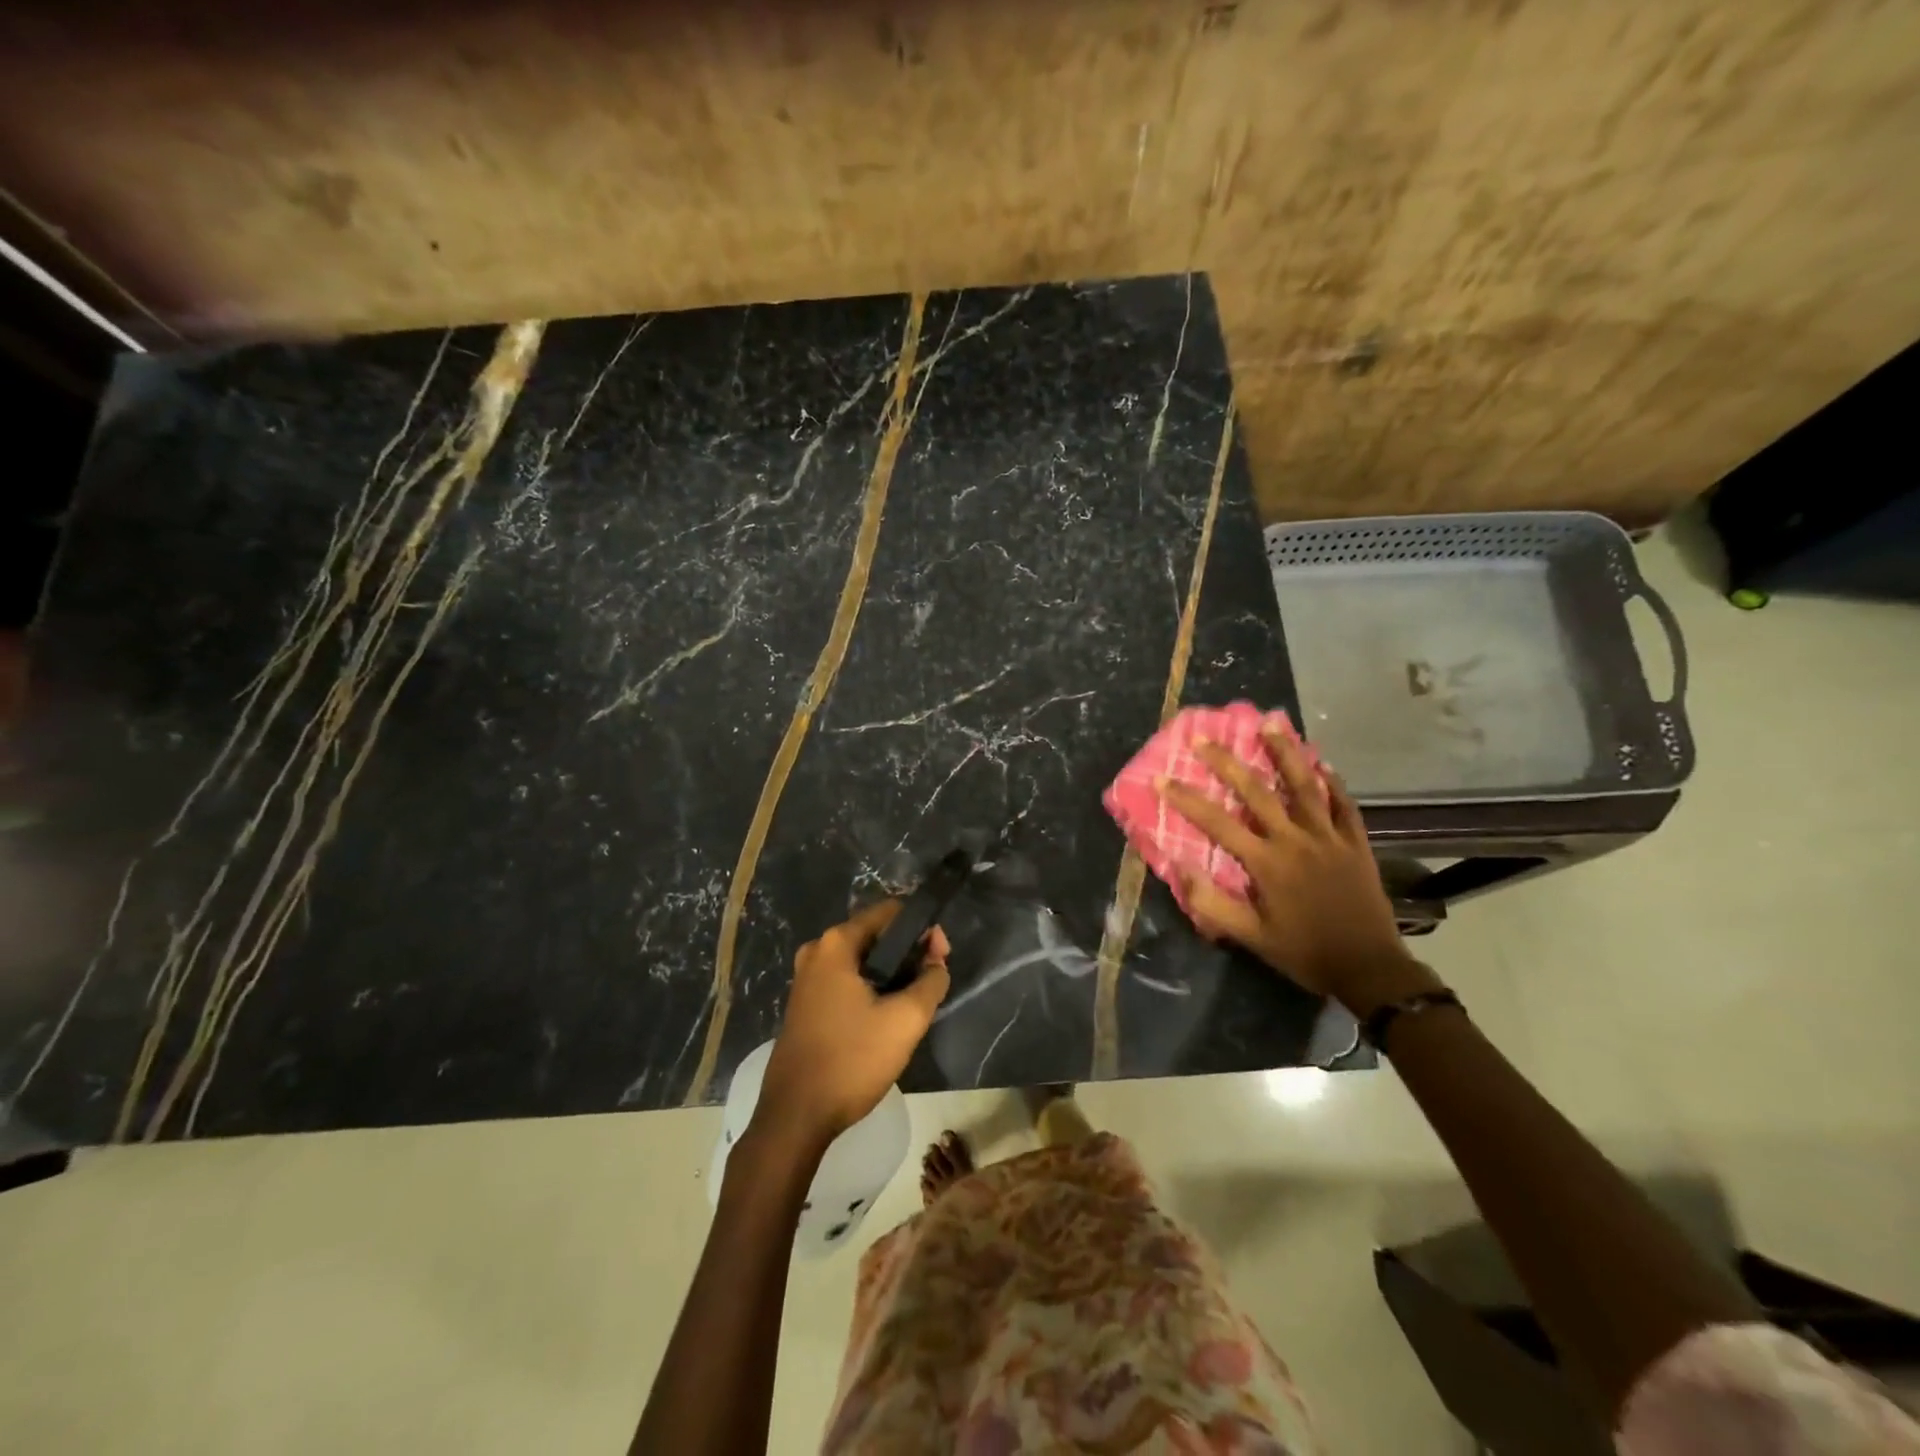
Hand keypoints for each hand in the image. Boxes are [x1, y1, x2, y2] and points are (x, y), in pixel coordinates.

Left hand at [758, 900, 949, 1143]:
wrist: (796, 1116)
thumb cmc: (852, 1060)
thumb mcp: (906, 1020)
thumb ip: (931, 980)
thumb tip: (936, 958)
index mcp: (836, 943)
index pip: (890, 912)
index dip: (922, 929)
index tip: (941, 957)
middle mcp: (817, 951)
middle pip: (875, 935)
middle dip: (908, 953)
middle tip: (932, 981)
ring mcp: (807, 978)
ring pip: (862, 961)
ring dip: (891, 973)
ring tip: (914, 1002)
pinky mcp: (805, 1003)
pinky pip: (847, 981)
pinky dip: (871, 988)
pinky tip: (886, 1017)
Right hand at [1157, 724, 1437, 1016]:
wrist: (1370, 969)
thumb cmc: (1304, 953)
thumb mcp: (1251, 937)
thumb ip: (1213, 903)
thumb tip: (1179, 868)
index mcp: (1266, 863)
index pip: (1217, 823)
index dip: (1187, 799)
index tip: (1161, 778)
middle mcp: (1295, 840)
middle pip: (1256, 791)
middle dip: (1226, 762)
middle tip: (1203, 738)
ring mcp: (1330, 838)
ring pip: (1304, 785)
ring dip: (1285, 752)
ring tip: (1270, 723)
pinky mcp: (1356, 843)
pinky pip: (1344, 805)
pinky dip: (1332, 782)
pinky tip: (1323, 763)